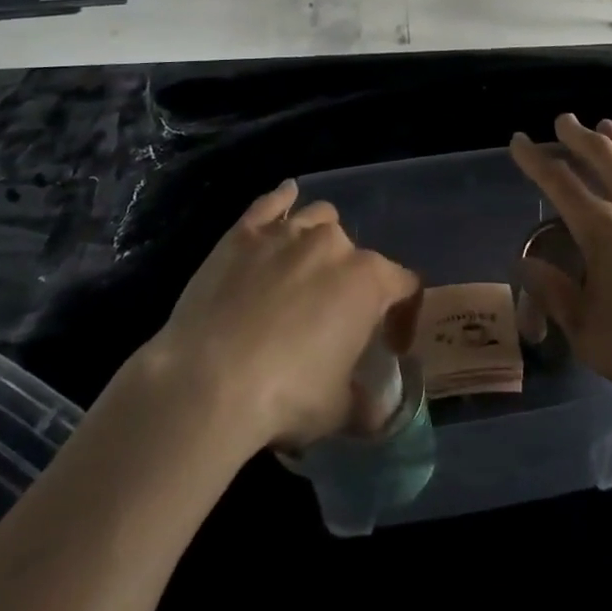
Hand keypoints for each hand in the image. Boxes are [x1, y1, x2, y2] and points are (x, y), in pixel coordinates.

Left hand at [146, 181, 421, 454]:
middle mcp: (333, 245)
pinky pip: (271, 203)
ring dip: (321, 238)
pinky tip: (286, 197)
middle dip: (352, 282)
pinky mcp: (244, 233)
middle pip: (357, 253)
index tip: (390, 344)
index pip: (404, 285)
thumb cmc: (285, 396)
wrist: (207, 382)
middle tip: (333, 319)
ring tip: (308, 268)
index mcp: (367, 281)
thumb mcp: (337, 411)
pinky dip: (282, 200)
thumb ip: (365, 405)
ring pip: (319, 218)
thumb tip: (378, 412)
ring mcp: (287, 232)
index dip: (403, 314)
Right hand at [509, 115, 611, 414]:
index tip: (520, 140)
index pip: (558, 180)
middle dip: (577, 134)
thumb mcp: (588, 333)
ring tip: (607, 127)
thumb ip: (555, 294)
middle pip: (601, 154)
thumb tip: (527, 264)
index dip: (534, 157)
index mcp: (600, 228)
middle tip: (564, 120)